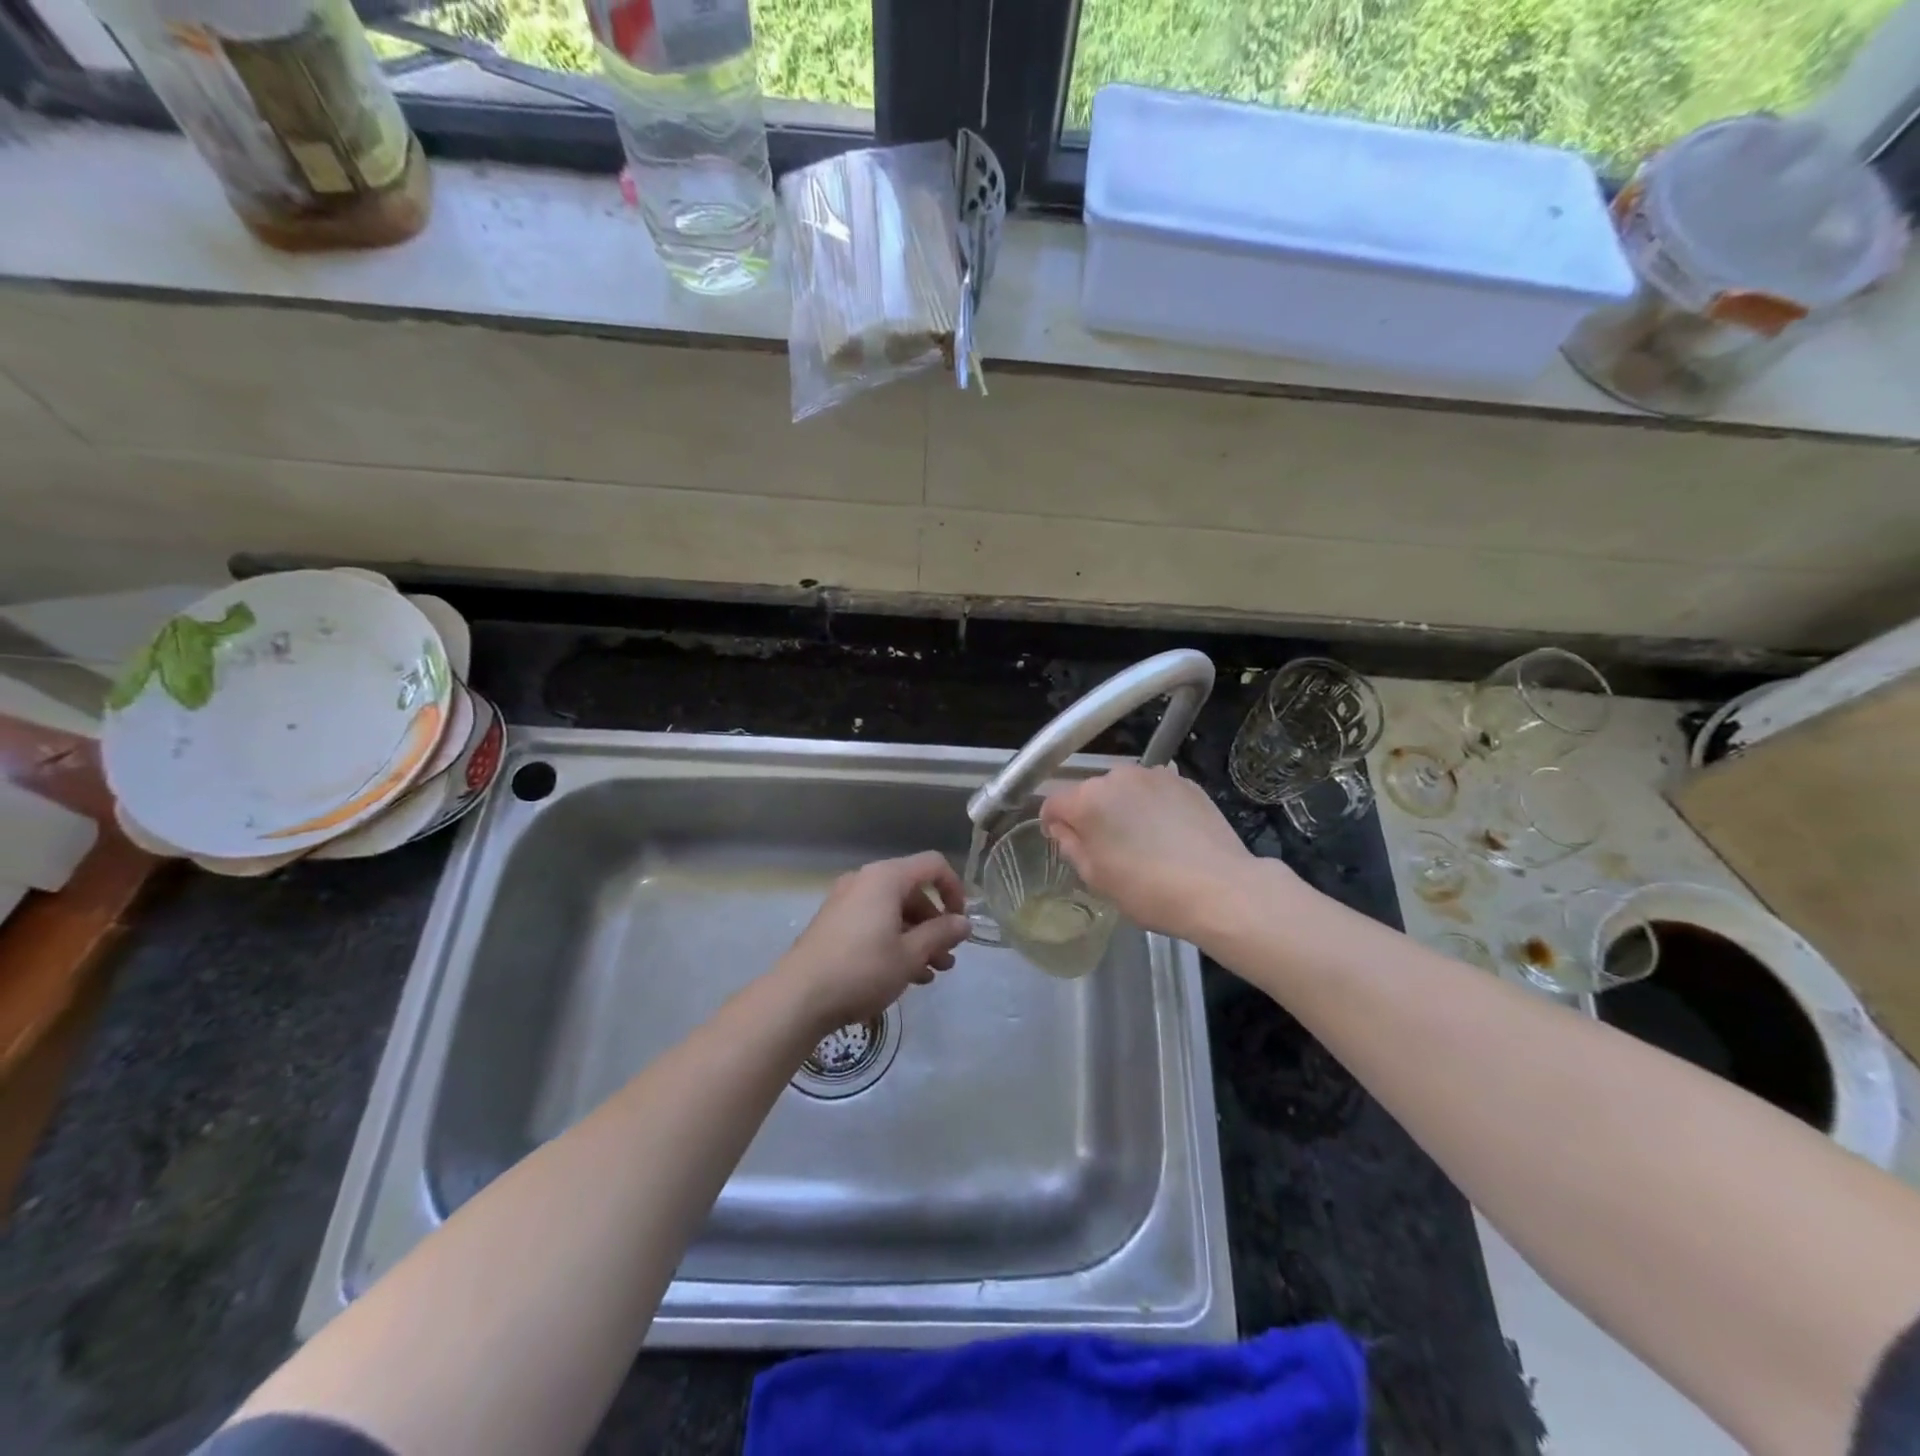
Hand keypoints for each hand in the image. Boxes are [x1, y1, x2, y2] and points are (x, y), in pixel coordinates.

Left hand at [774, 851, 972, 1036]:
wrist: (799, 997)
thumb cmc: (862, 969)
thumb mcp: (910, 955)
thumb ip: (941, 934)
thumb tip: (964, 922)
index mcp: (886, 878)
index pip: (933, 865)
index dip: (954, 889)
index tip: (960, 923)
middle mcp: (865, 881)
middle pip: (913, 891)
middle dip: (935, 924)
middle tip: (947, 957)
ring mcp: (846, 901)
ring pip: (894, 911)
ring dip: (917, 938)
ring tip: (931, 973)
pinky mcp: (834, 923)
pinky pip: (874, 922)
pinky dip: (893, 941)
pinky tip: (905, 975)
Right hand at [1040, 764, 1273, 940]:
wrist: (1220, 889)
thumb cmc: (1148, 890)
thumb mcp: (1096, 878)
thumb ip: (1071, 846)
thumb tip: (1063, 828)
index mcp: (1087, 800)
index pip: (1053, 802)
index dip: (1053, 823)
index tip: (1064, 843)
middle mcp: (1116, 777)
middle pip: (1090, 792)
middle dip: (1092, 814)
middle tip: (1108, 848)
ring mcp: (1154, 775)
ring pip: (1124, 790)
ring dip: (1124, 807)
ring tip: (1143, 841)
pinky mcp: (1185, 781)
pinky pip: (1155, 791)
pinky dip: (1154, 806)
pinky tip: (1169, 834)